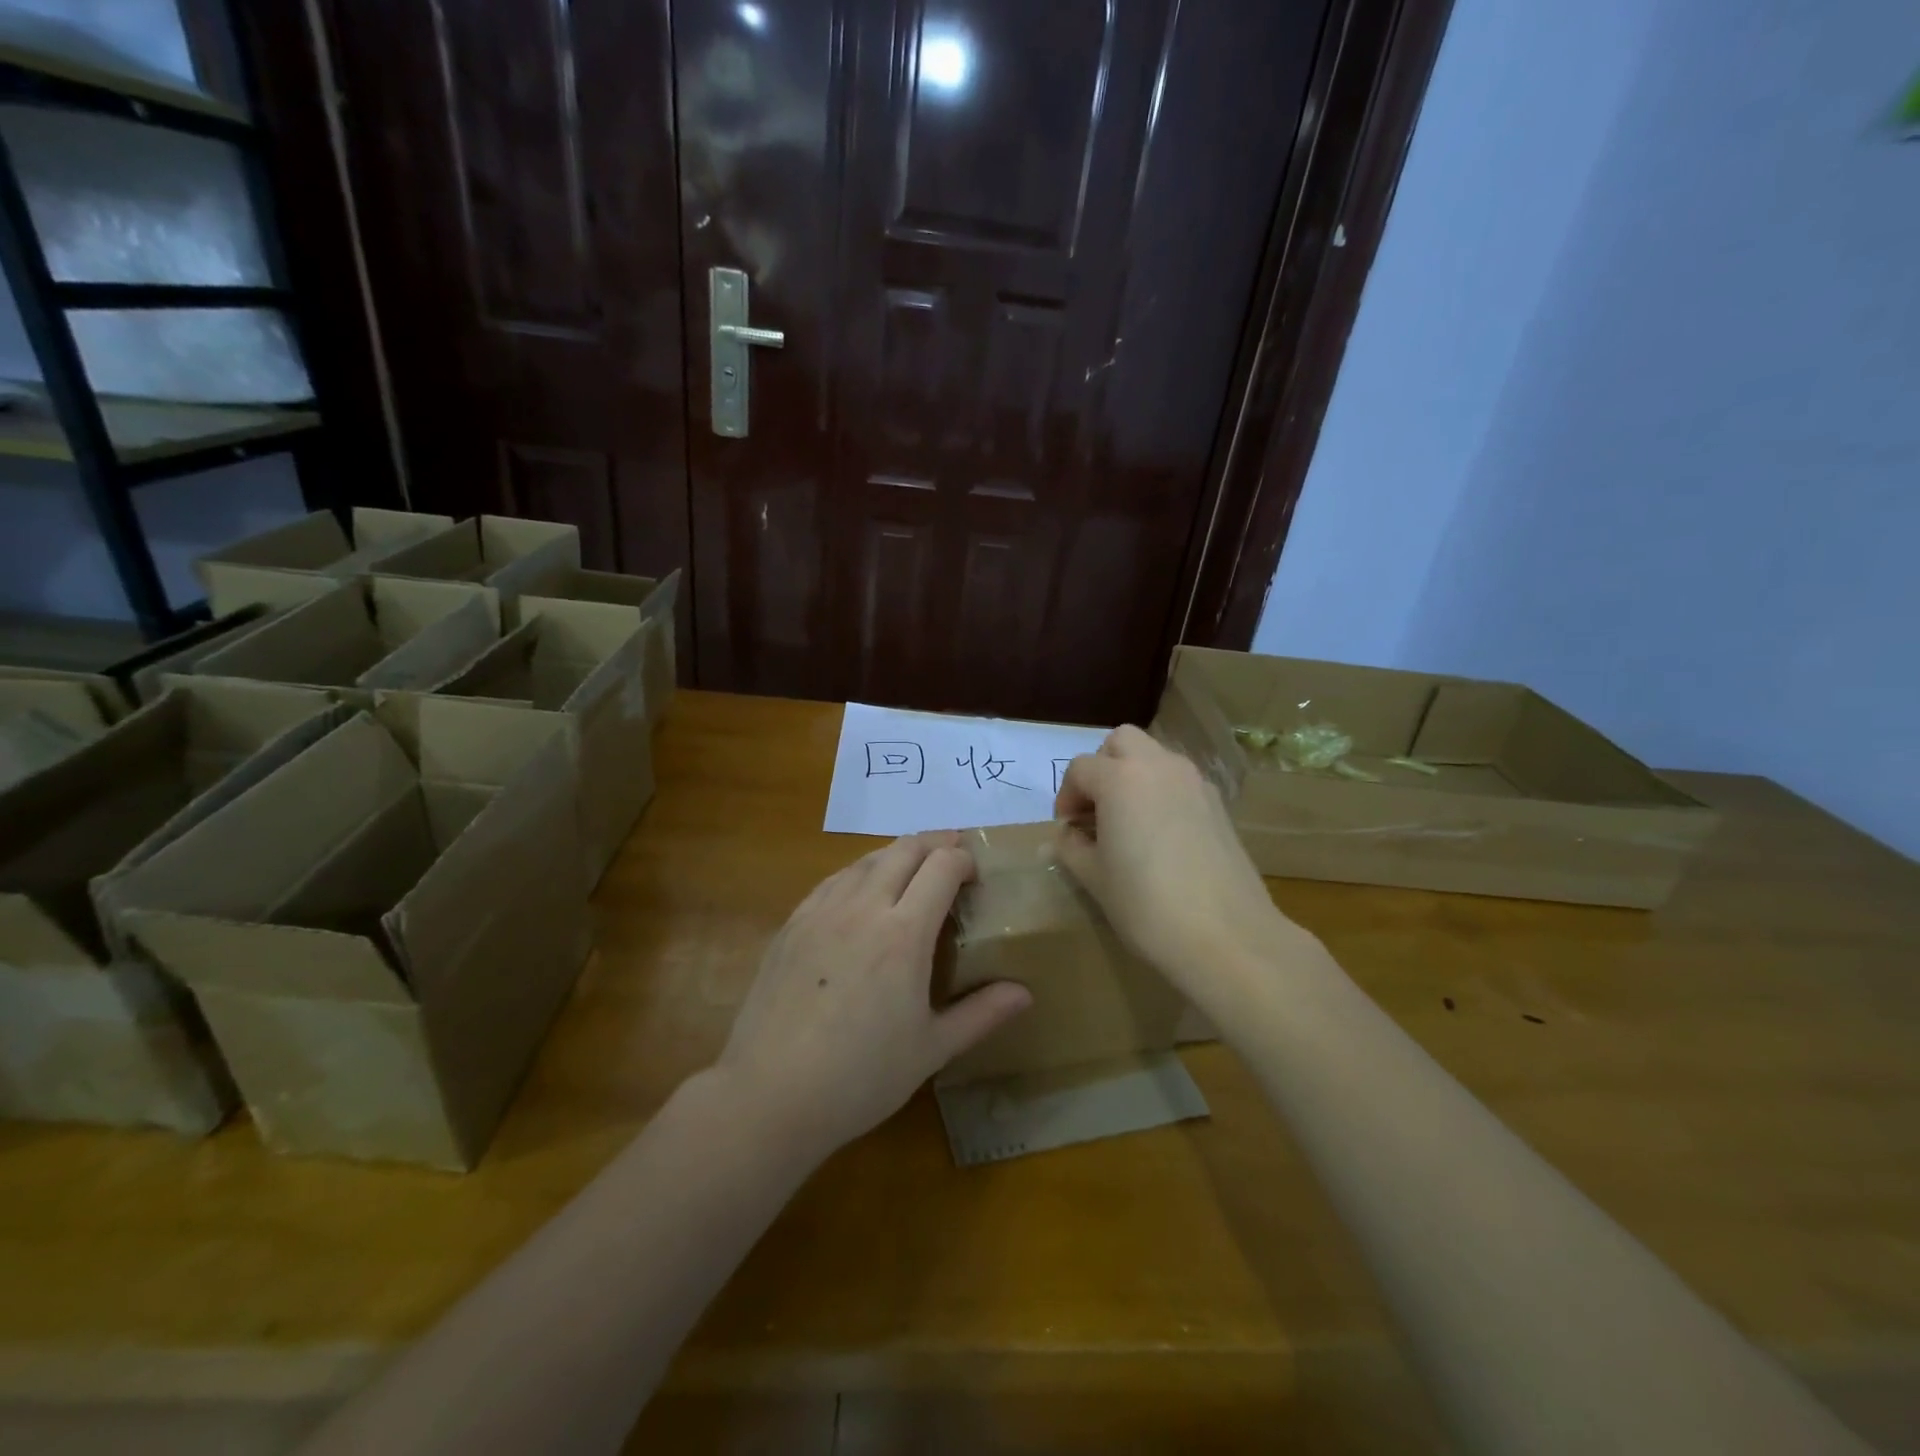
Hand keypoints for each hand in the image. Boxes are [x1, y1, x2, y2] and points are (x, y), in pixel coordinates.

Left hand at [716, 832, 1031, 1155]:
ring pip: (865, 860)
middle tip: (951, 856)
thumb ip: (981, 1014)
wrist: (769, 1094)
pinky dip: (858, 873)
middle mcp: (863, 907)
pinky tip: (860, 892)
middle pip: (904, 850)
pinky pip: (832, 880)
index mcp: (904, 934)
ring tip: (910, 869)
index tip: (975, 874)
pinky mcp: (791, 924)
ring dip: (895, 854)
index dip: (963, 859)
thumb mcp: (931, 1049)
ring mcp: (821, 911)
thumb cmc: (860, 1077)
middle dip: (934, 844)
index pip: (941, 867)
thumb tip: (1025, 992)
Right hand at [1054, 726, 1299, 998]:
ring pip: (1155, 757)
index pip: (1080, 769)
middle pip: (1121, 742)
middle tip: (1096, 809)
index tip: (1067, 829)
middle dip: (1102, 767)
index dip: (1066, 797)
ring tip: (1127, 822)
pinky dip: (1162, 792)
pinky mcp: (1218, 804)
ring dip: (1133, 776)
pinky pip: (1180, 781)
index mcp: (1120, 778)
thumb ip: (1072, 847)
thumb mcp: (1094, 878)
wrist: (1227, 936)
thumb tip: (1070, 835)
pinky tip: (1160, 836)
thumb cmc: (1146, 905)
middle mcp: (1159, 766)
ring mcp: (1194, 782)